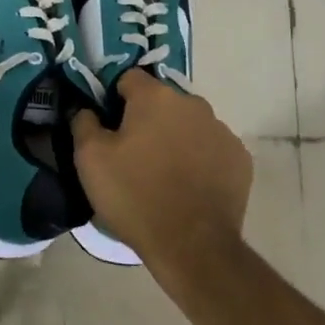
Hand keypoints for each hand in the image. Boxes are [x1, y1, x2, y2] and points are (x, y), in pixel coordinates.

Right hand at [70, 70, 251, 286]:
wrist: (192, 246)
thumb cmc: (135, 195)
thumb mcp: (89, 158)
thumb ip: (83, 122)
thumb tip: (88, 110)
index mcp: (155, 97)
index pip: (128, 78)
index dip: (113, 99)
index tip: (108, 127)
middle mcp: (193, 104)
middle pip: (161, 101)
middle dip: (146, 119)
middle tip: (132, 154)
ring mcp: (221, 131)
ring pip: (188, 124)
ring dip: (174, 138)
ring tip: (162, 174)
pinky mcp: (240, 159)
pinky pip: (211, 149)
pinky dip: (199, 159)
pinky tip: (189, 187)